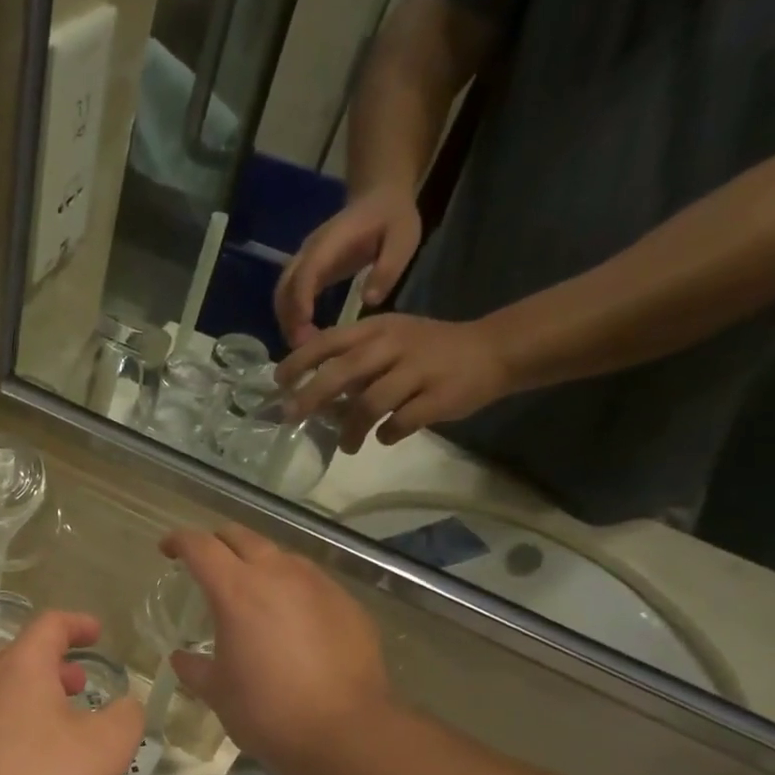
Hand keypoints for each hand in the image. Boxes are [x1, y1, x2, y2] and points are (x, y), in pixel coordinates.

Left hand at [0, 612, 143, 774]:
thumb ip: (126, 718)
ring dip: (33, 699)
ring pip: (1, 691)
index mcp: (20, 666)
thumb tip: (126, 706)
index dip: (78, 624)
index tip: (98, 634)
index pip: (50, 624)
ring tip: (58, 728)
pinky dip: (12, 728)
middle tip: (80, 686)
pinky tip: (25, 765)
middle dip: (55, 666)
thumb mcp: (105, 751)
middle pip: (21, 657)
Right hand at [160, 526, 393, 774]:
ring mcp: (318, 585)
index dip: (179, 541)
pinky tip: (293, 620)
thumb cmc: (268, 712)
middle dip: (218, 543)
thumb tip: (181, 657)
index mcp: (236, 591)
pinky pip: (312, 582)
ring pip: (281, 555)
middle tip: (207, 564)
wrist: (346, 733)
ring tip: (252, 590)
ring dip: (259, 562)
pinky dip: (292, 588)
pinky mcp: (348, 603)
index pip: (200, 546)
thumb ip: (194, 668)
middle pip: (241, 536)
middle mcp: (278, 574)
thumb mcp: (218, 693)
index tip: (168, 549)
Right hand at [274, 188, 421, 347]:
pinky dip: (291, 318)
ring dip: (287, 322)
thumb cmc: (392, 218)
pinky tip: (305, 336)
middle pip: (285, 288)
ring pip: (282, 294)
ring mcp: (304, 260)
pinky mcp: (305, 270)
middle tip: (304, 350)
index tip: (305, 330)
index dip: (301, 301)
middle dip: (289, 320)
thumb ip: (388, 267)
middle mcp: (309, 251)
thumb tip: (368, 300)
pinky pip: (288, 296)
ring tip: (304, 348)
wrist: (379, 196)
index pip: (307, 272)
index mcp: (332, 242)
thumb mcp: (403, 238)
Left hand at [276, 313, 515, 451]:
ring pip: (369, 404)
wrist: (494, 350)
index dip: (300, 360)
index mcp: (378, 329)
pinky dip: (388, 434)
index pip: (329, 340)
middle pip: (343, 372)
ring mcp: (418, 371)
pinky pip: (402, 423)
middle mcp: (394, 346)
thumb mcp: (391, 341)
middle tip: (293, 417)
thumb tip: (312, 394)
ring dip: (350, 429)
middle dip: (312, 396)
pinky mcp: (439, 397)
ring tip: (347, 445)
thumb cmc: (430, 350)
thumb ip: (355, 362)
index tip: (279, 382)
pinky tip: (386, 437)